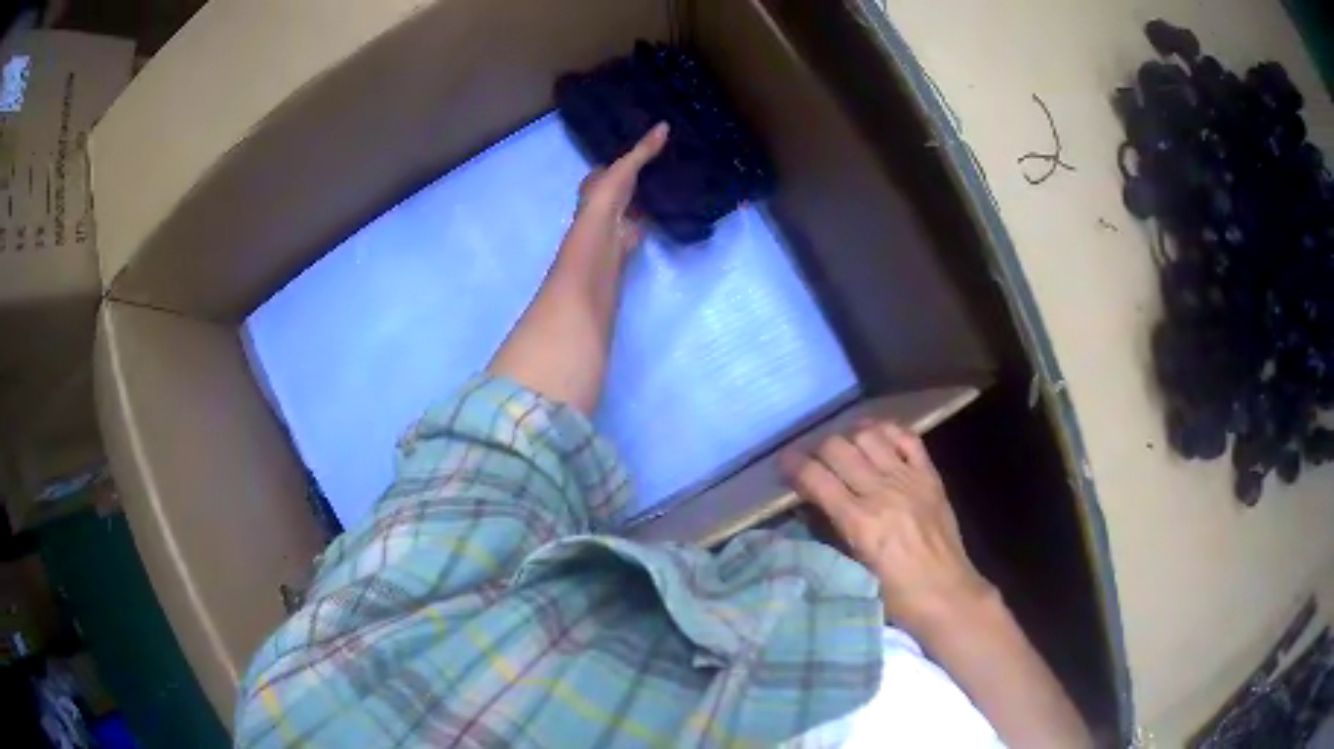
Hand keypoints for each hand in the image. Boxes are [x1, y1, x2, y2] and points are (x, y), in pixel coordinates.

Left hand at [574, 122, 669, 256]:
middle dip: (637, 175)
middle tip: (661, 159)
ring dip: (647, 191)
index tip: (641, 148)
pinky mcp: (632, 227)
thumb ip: (644, 149)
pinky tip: (672, 197)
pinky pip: (647, 213)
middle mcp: (603, 197)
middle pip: (623, 182)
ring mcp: (617, 214)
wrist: (608, 233)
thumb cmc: (607, 195)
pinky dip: (656, 207)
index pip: (608, 166)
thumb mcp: (626, 165)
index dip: (622, 158)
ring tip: (671, 174)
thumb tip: (665, 124)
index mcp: (594, 181)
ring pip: (635, 198)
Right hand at [781, 420, 994, 632]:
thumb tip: (813, 507)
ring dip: (849, 436)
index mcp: (860, 523)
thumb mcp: (854, 571)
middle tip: (812, 461)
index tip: (783, 464)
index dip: (793, 466)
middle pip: (838, 448)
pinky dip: (887, 431)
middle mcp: (882, 492)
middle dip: (817, 449)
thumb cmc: (896, 596)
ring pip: (869, 435)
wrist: (947, 594)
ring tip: (842, 448)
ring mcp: (909, 480)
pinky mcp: (930, 476)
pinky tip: (875, 438)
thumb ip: (834, 533)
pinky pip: (907, 438)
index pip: (816, 478)